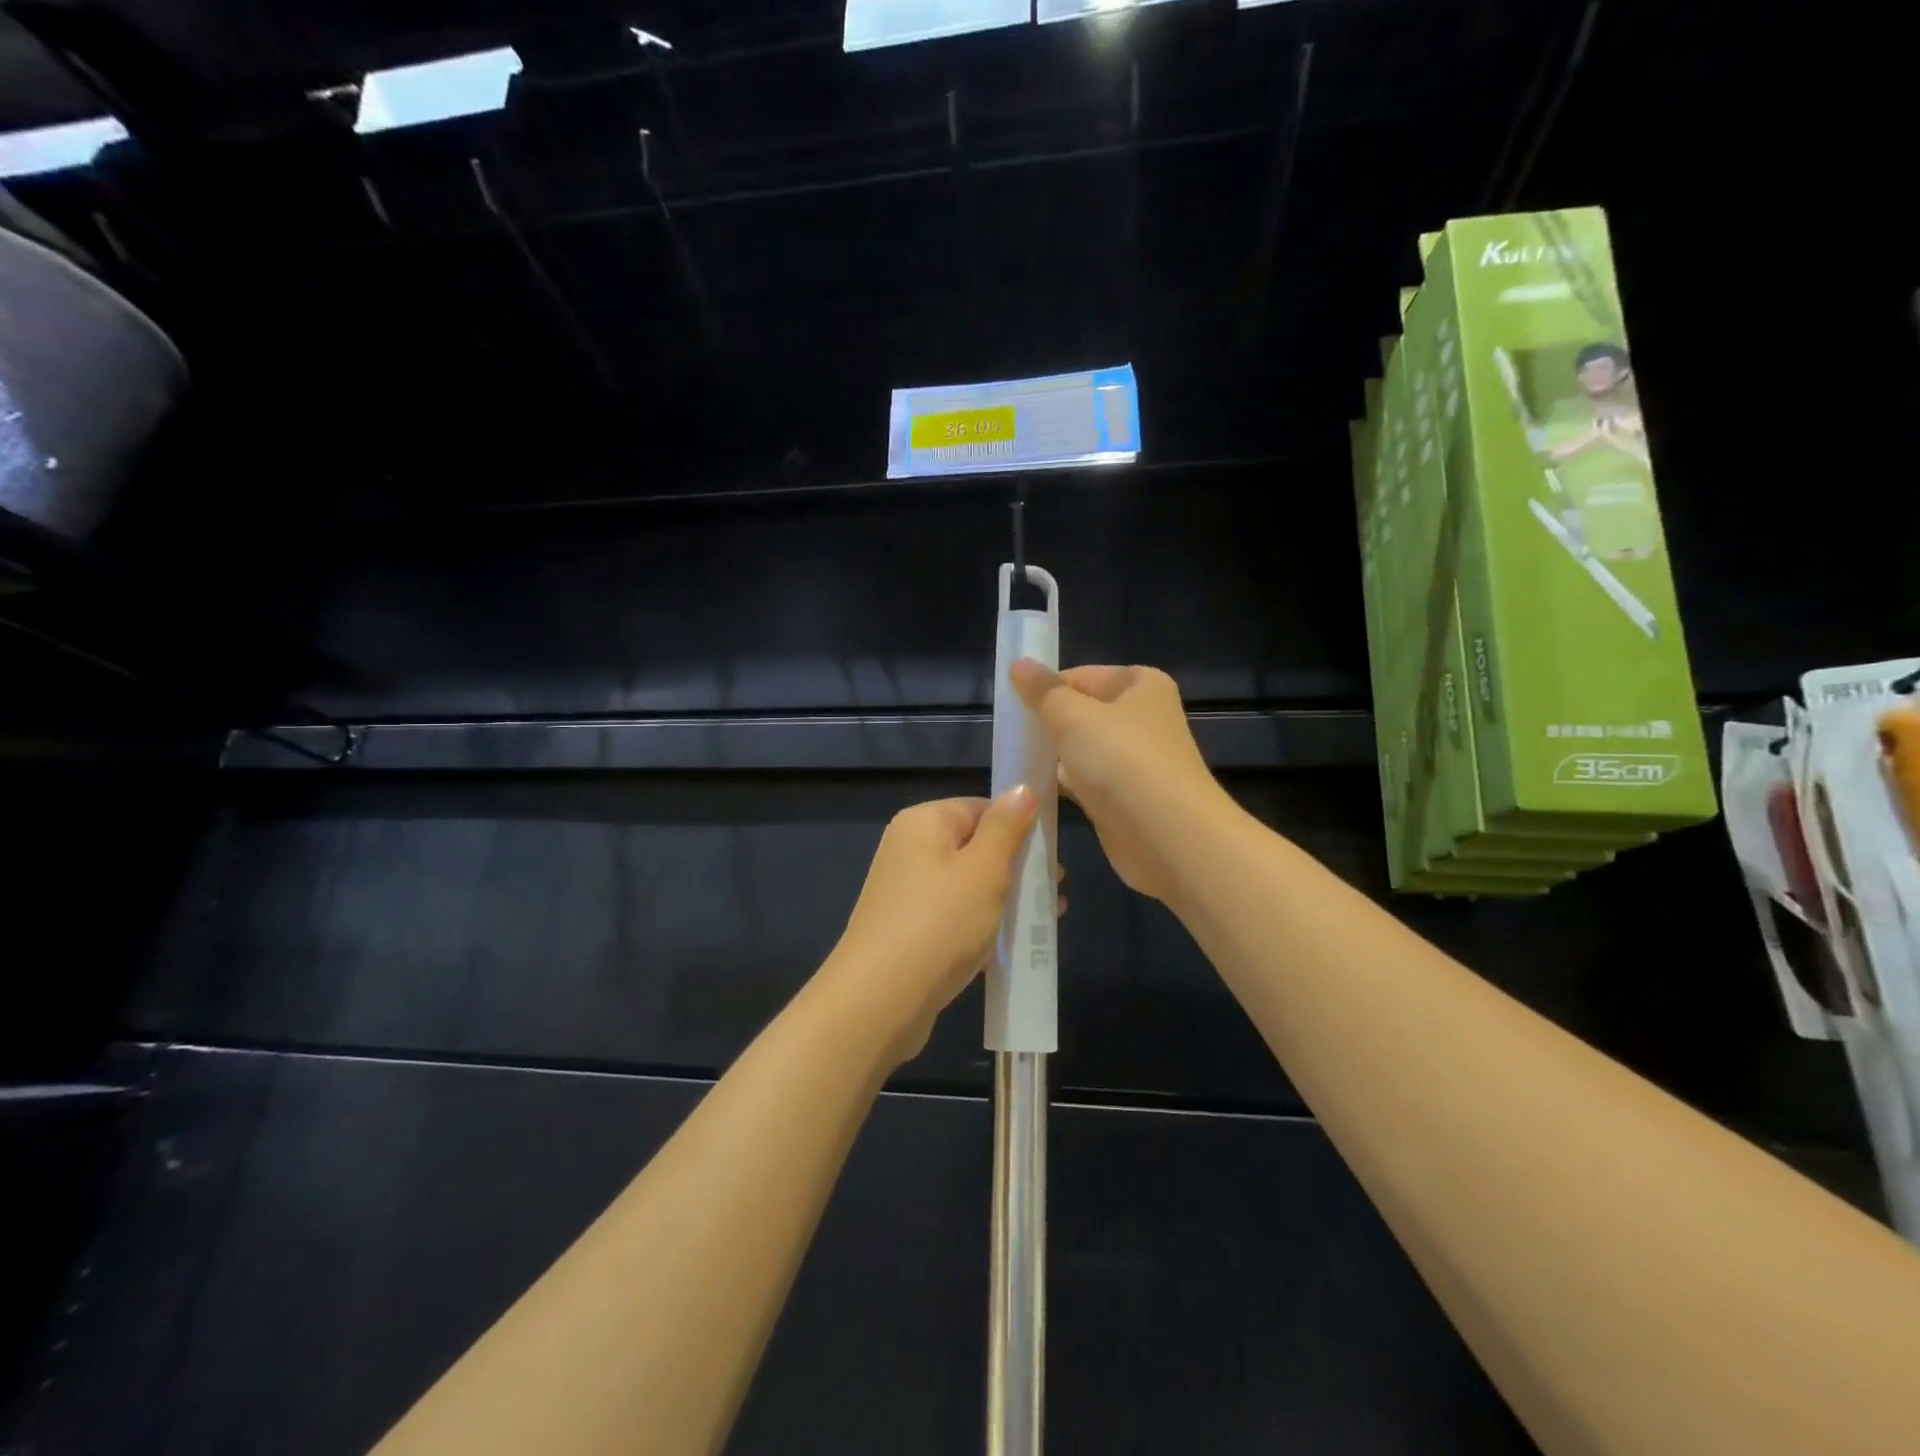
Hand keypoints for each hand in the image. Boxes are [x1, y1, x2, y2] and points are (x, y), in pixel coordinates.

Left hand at [824, 789, 1039, 1062]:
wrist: (879, 1000)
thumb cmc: (939, 923)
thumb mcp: (984, 869)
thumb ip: (1007, 827)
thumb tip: (1022, 788)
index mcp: (923, 823)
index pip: (981, 808)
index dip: (1019, 826)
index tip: (1052, 853)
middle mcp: (909, 850)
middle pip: (975, 846)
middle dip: (1018, 866)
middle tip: (1056, 887)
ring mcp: (906, 892)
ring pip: (968, 885)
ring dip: (1007, 897)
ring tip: (1048, 916)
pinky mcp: (908, 931)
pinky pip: (955, 916)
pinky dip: (984, 924)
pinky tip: (1015, 944)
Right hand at [1011, 661, 1229, 903]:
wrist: (1167, 837)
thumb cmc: (1123, 761)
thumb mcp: (1074, 717)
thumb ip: (1044, 692)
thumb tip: (1018, 663)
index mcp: (1141, 685)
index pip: (1081, 676)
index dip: (1046, 689)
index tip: (1011, 705)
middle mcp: (1142, 718)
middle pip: (1081, 712)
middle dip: (1047, 723)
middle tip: (1008, 734)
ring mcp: (1133, 760)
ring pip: (1081, 748)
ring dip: (1051, 754)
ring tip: (1012, 758)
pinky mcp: (1122, 797)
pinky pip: (1083, 781)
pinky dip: (1061, 782)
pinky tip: (1029, 788)